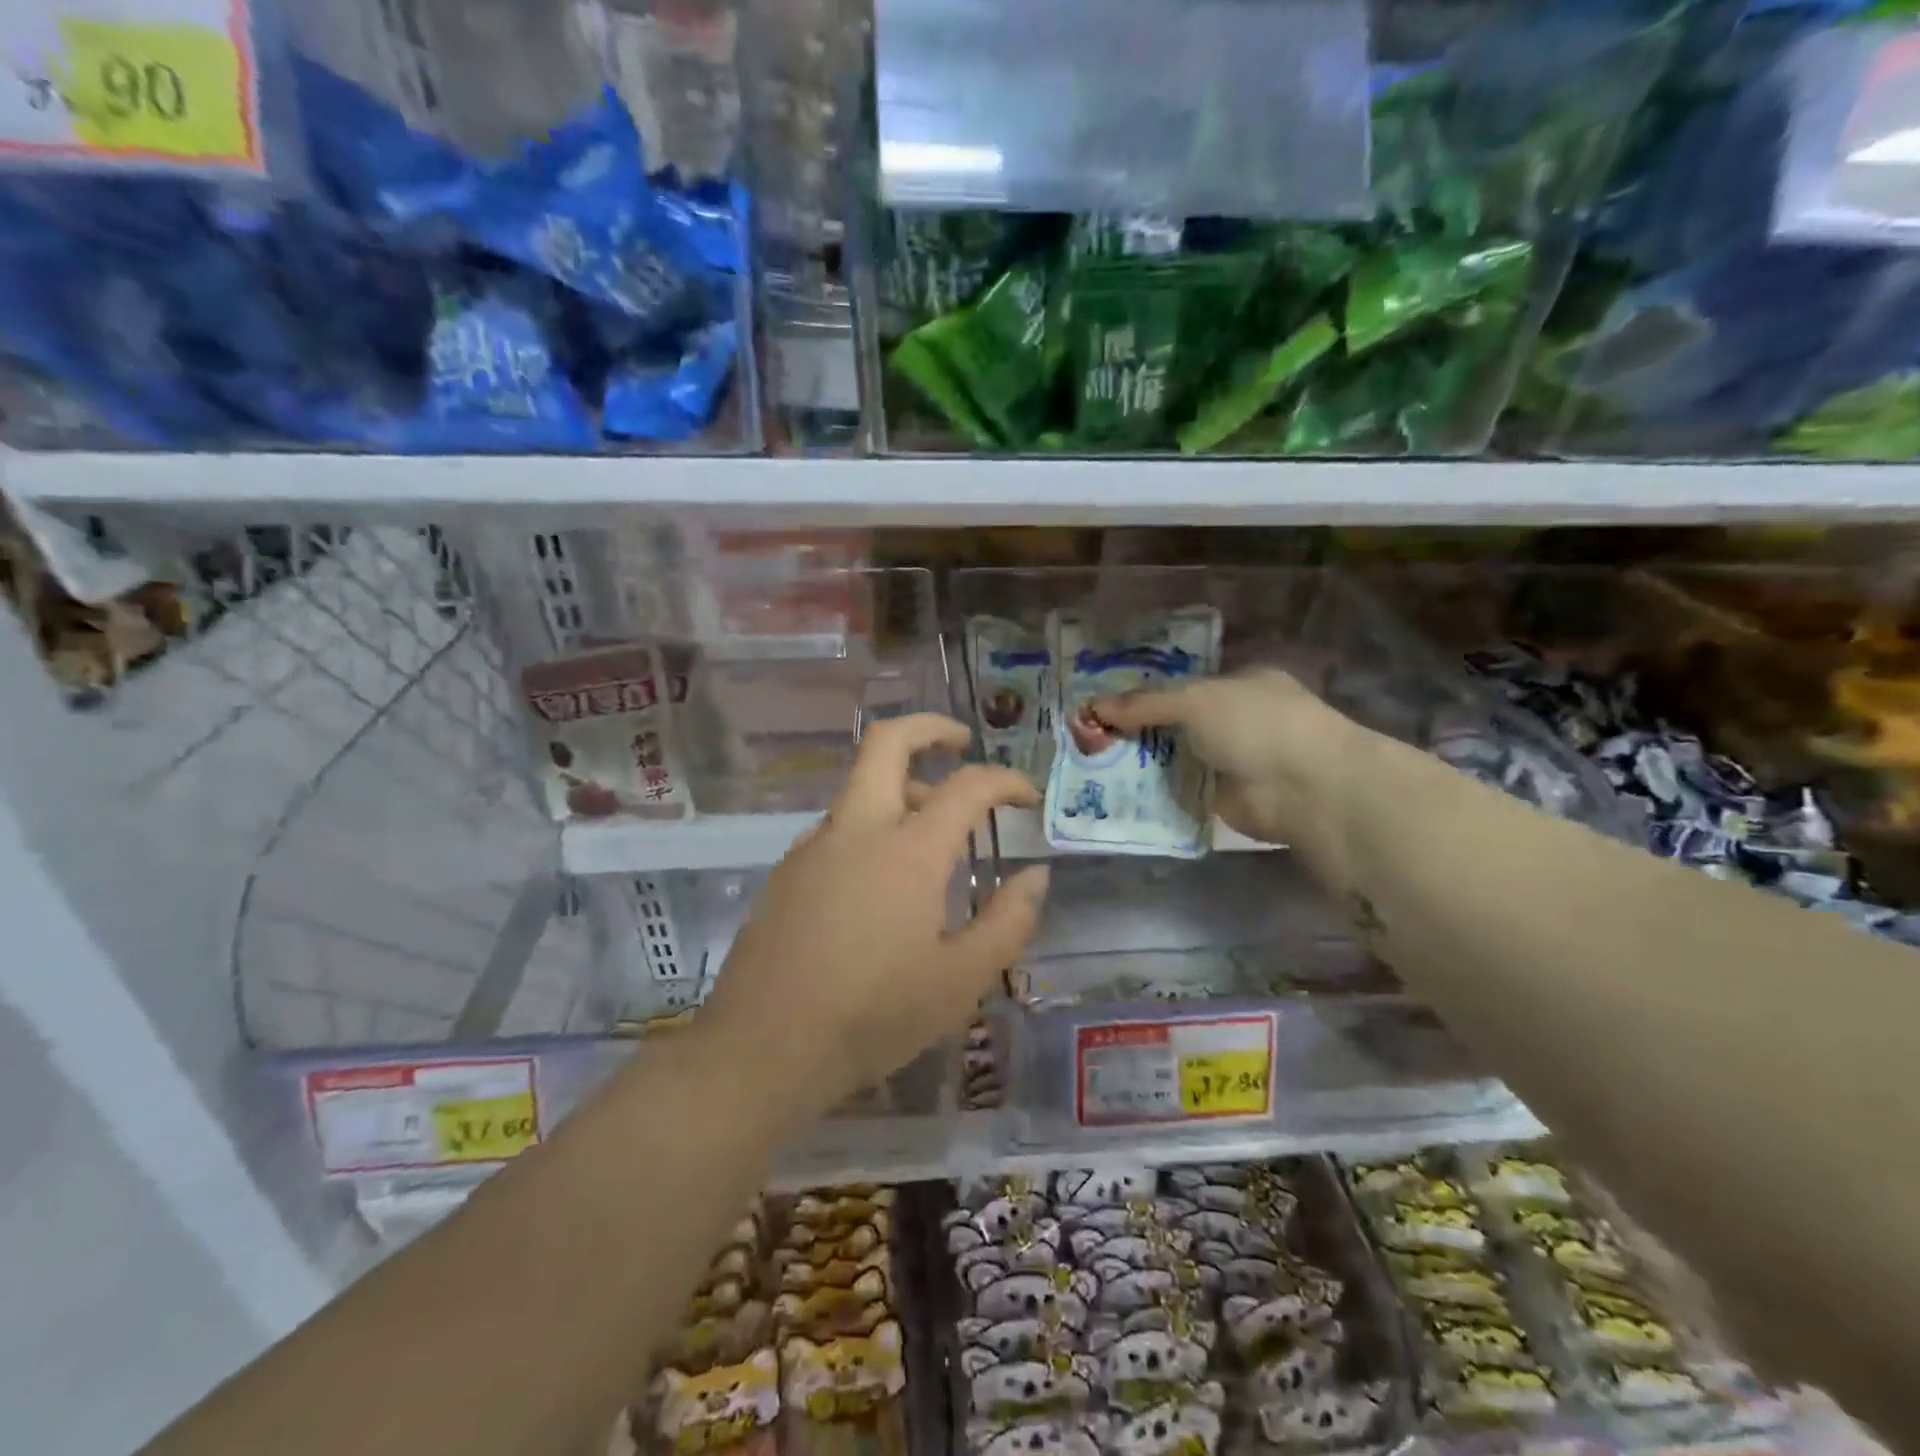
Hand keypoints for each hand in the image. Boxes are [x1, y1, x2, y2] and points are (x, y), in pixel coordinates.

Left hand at [698, 714, 1050, 1117]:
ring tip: (935, 834)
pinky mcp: (787, 872)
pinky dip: (872, 827)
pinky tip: (882, 883)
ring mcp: (813, 847)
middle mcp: (856, 830)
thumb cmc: (873, 1016)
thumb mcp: (960, 980)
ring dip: (902, 787)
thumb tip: (1035, 875)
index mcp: (907, 850)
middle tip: (962, 745)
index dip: (1006, 780)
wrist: (762, 1050)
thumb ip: (1009, 921)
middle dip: (930, 729)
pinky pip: (839, 828)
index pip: (967, 786)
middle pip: (887, 742)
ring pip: (860, 787)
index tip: (1028, 797)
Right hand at [1090, 669, 1370, 890]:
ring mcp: (1231, 760)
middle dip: (1136, 730)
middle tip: (1088, 738)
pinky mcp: (1223, 797)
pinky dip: (1155, 793)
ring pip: (1174, 758)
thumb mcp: (1195, 701)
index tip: (1102, 706)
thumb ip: (1145, 704)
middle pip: (1174, 723)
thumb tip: (1092, 706)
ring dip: (1141, 763)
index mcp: (1238, 683)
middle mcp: (1235, 719)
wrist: (1303, 788)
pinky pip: (1179, 790)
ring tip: (1091, 765)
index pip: (1181, 686)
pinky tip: (1117, 793)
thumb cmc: (1255, 725)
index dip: (1143, 695)